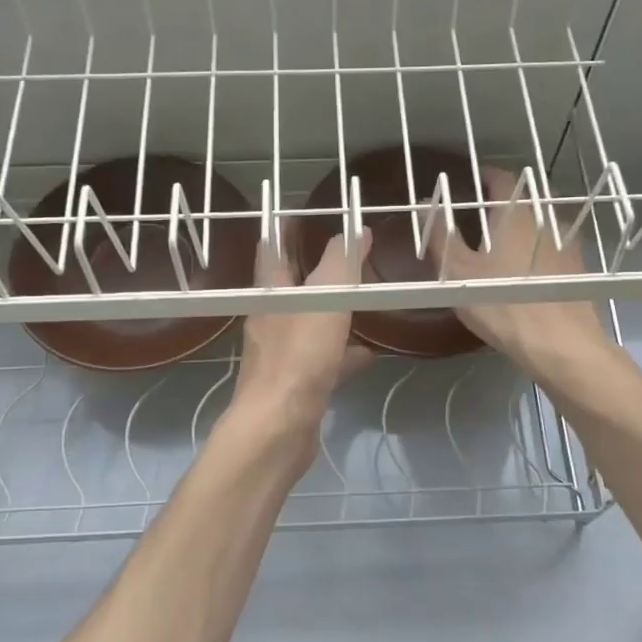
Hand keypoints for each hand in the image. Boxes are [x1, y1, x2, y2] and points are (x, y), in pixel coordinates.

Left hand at [231, 228, 374, 435]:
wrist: (279, 428)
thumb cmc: (299, 356)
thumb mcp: (325, 298)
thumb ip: (341, 262)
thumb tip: (356, 230)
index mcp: (271, 292)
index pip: (273, 248)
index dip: (286, 228)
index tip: (306, 213)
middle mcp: (271, 319)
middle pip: (295, 286)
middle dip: (318, 270)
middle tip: (350, 256)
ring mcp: (282, 354)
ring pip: (312, 323)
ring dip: (334, 312)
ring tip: (366, 301)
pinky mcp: (297, 384)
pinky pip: (324, 359)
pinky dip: (345, 353)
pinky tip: (370, 353)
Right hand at [429, 166, 613, 381]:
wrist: (561, 344)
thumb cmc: (502, 303)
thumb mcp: (458, 272)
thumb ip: (440, 235)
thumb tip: (428, 202)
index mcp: (514, 212)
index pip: (500, 177)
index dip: (484, 175)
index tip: (471, 181)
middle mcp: (545, 218)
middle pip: (524, 198)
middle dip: (503, 202)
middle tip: (481, 216)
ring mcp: (567, 242)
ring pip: (542, 222)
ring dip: (524, 225)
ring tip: (504, 244)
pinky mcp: (579, 267)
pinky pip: (555, 245)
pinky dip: (540, 247)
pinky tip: (528, 270)